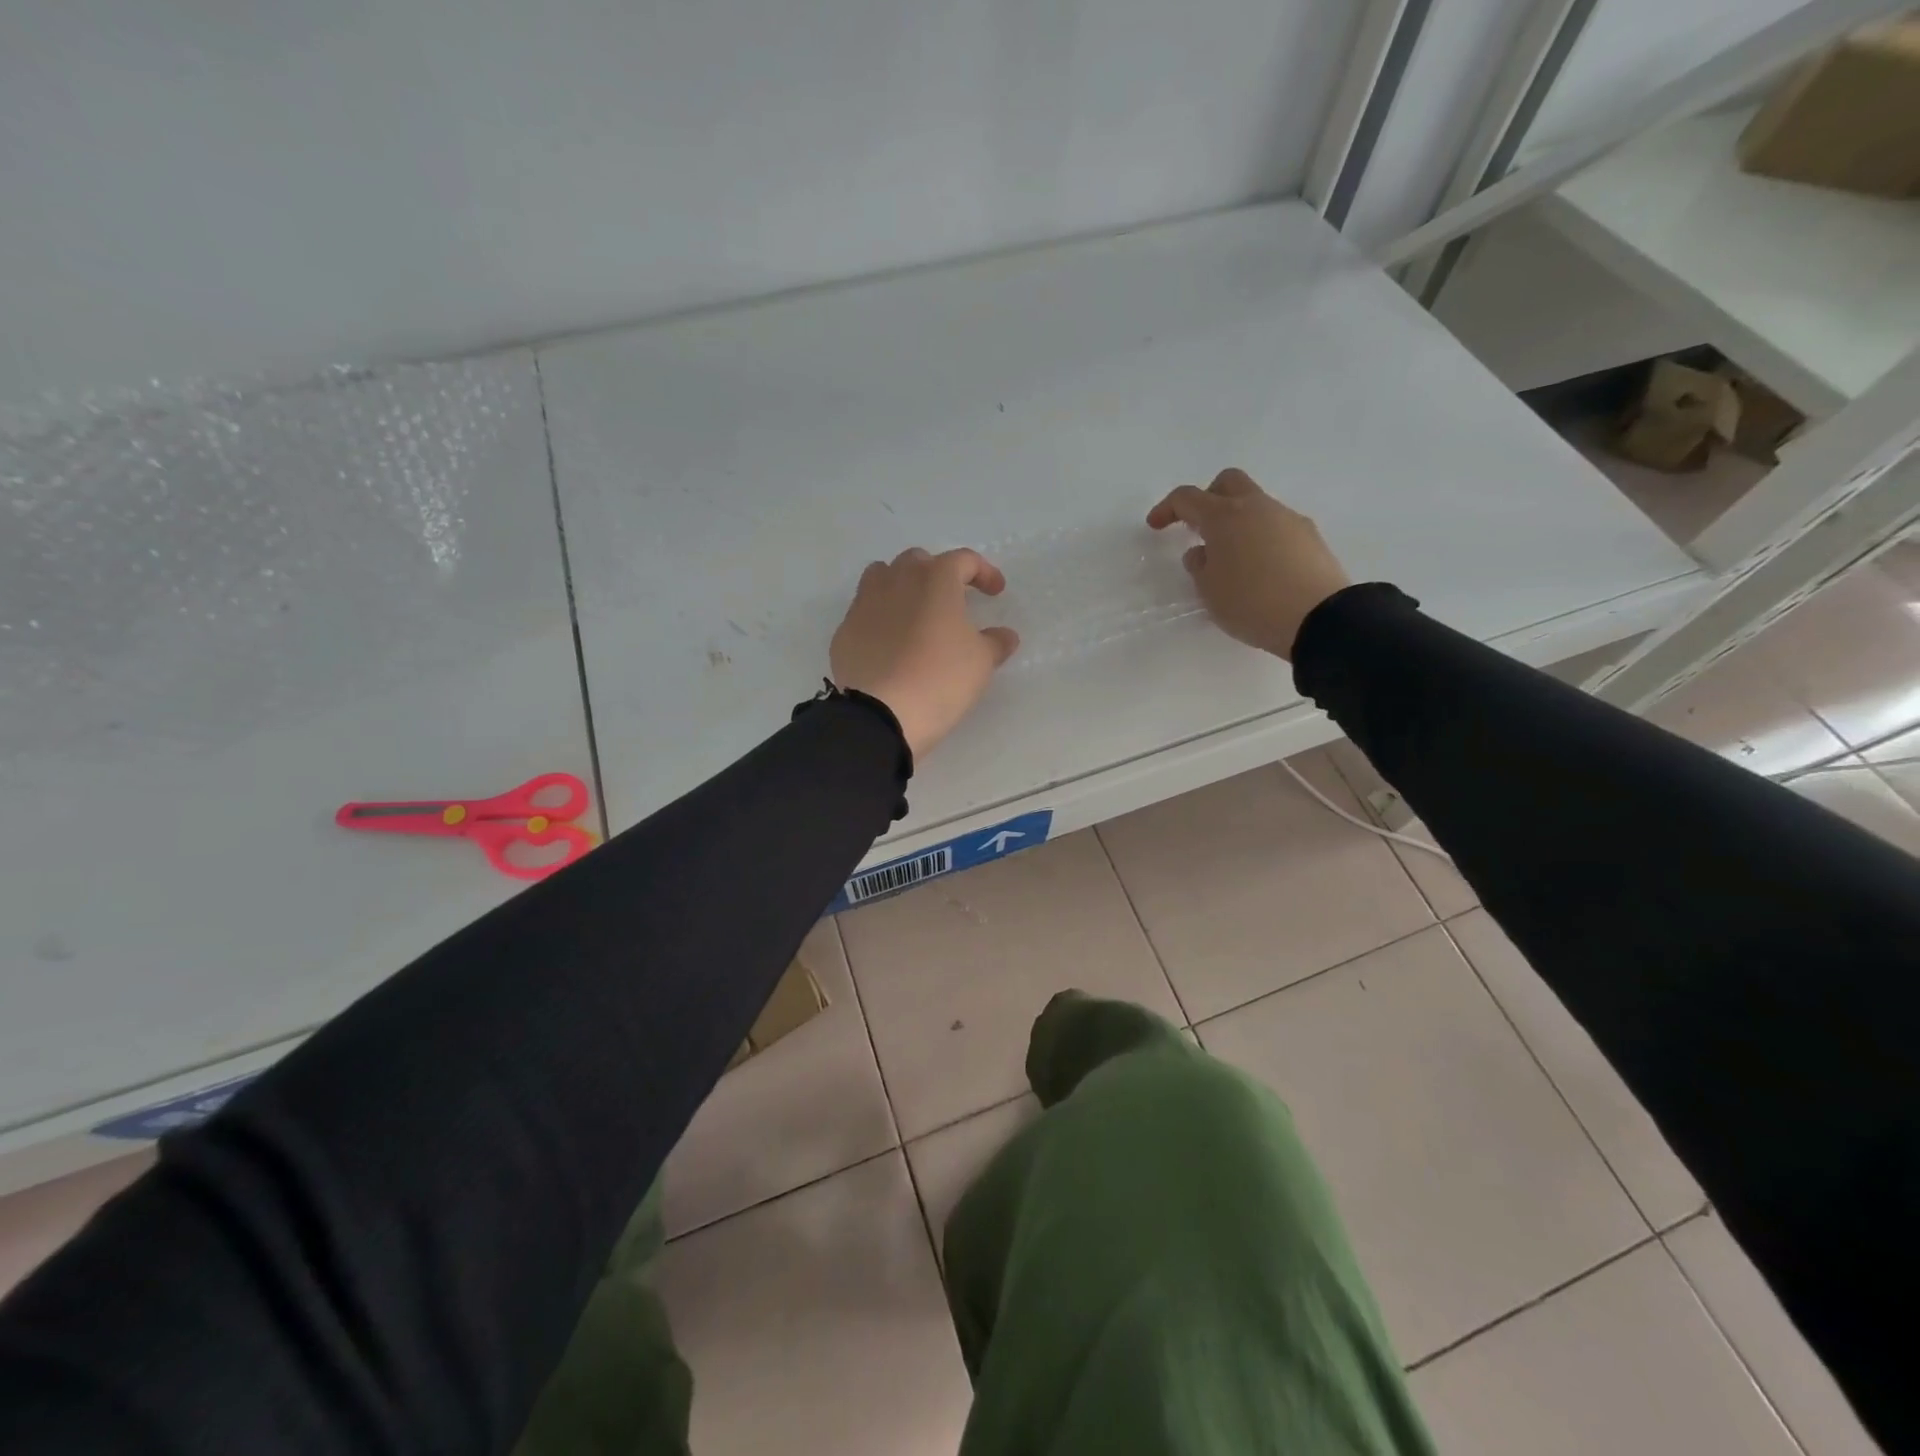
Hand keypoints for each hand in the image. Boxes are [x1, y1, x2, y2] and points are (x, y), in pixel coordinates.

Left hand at [830, 548, 1020, 757]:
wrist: (880, 712)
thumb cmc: (940, 679)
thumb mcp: (981, 662)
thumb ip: (995, 642)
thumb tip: (1004, 635)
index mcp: (935, 579)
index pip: (964, 560)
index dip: (984, 572)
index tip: (995, 592)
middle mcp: (897, 579)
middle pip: (919, 561)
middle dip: (939, 573)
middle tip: (952, 599)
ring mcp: (865, 602)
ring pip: (883, 576)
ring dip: (902, 585)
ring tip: (915, 610)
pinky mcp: (845, 629)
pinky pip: (865, 610)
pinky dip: (881, 616)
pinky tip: (890, 641)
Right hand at [1147, 469, 1351, 660]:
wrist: (1318, 618)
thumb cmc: (1251, 603)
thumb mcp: (1210, 591)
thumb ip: (1199, 567)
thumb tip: (1202, 552)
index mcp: (1224, 517)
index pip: (1188, 498)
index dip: (1167, 509)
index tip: (1155, 525)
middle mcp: (1257, 508)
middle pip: (1228, 482)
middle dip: (1208, 498)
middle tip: (1198, 527)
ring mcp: (1288, 519)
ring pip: (1256, 505)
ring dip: (1238, 522)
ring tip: (1231, 559)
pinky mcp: (1310, 537)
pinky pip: (1276, 527)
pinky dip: (1261, 538)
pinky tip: (1260, 569)